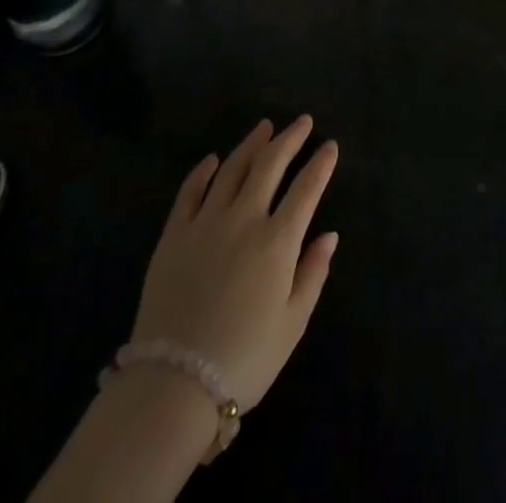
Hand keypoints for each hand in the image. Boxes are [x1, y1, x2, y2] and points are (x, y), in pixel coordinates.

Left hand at [129, 117, 338, 410]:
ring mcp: (205, 222)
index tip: (330, 145)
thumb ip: (313, 273)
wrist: (176, 383)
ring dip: (251, 144)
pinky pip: (190, 191)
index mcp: (277, 242)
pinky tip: (212, 159)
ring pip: (231, 169)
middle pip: (269, 165)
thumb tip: (329, 235)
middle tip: (301, 121)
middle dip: (289, 139)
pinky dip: (203, 171)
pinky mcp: (174, 234)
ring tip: (264, 127)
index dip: (321, 165)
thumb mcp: (293, 324)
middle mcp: (243, 219)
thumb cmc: (245, 358)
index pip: (305, 189)